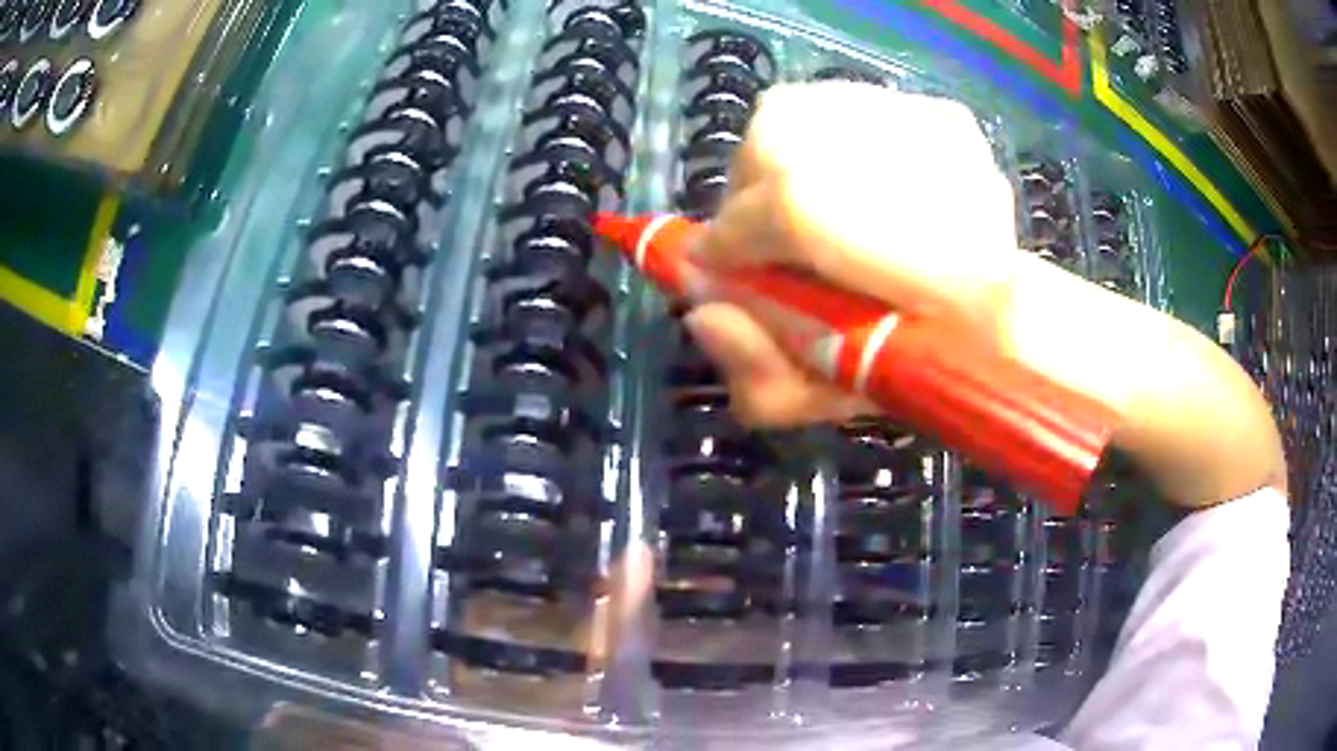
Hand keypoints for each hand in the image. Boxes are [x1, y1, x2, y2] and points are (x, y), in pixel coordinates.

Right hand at [685, 82, 1285, 507]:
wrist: (1053, 341)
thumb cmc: (964, 383)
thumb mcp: (859, 407)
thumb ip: (770, 375)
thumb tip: (704, 313)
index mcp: (921, 257)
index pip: (784, 205)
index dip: (731, 242)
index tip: (721, 273)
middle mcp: (929, 170)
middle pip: (778, 137)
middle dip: (751, 199)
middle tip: (775, 253)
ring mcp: (940, 129)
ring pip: (802, 116)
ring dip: (782, 172)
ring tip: (815, 230)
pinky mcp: (947, 120)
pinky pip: (844, 115)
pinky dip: (822, 152)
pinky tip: (853, 200)